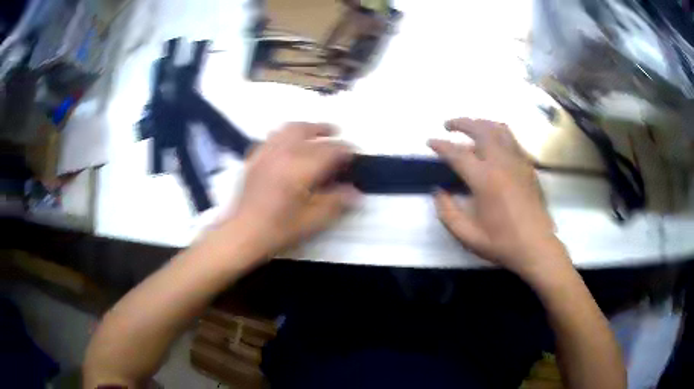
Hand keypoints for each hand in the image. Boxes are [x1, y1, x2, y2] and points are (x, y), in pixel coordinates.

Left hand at [223, 122, 359, 257]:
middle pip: (307, 130)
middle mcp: (283, 154)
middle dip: (324, 129)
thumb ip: (336, 202)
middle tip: (335, 133)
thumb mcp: (313, 220)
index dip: (345, 150)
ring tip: (313, 132)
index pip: (329, 150)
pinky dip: (284, 135)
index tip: (354, 154)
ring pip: (287, 129)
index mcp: (300, 168)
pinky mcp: (254, 158)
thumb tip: (356, 192)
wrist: (243, 233)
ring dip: (304, 127)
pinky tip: (287, 144)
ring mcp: (266, 153)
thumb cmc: (279, 229)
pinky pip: (271, 138)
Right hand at [429, 118, 567, 276]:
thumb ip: (447, 212)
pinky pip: (512, 139)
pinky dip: (498, 133)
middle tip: (448, 125)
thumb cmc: (502, 243)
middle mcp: (501, 163)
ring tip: (470, 127)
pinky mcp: (528, 166)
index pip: (458, 153)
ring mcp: (518, 161)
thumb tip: (439, 191)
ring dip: (481, 123)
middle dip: (461, 123)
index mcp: (485, 179)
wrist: (536, 246)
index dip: (441, 145)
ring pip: (499, 129)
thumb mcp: (467, 235)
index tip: (430, 141)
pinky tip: (493, 142)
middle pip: (480, 129)